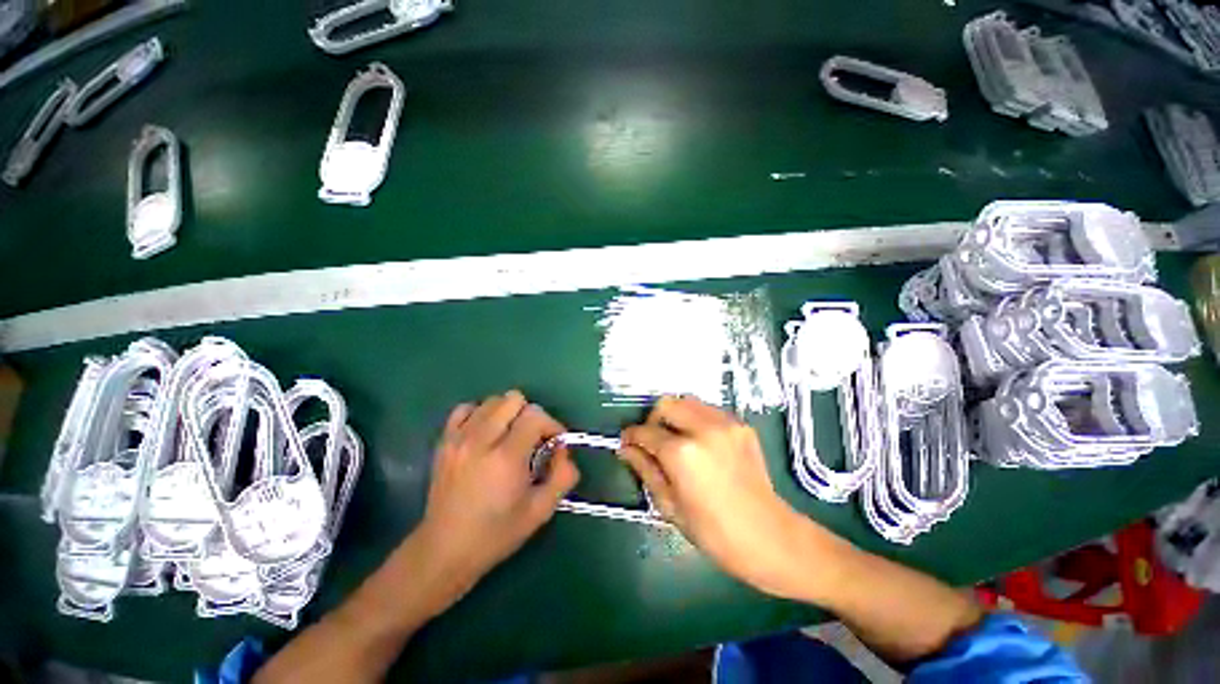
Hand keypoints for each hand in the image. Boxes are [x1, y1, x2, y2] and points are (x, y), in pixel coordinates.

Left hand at [416, 391, 578, 592]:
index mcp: (506, 457)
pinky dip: (481, 414)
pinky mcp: (444, 441)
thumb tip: (564, 450)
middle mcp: (481, 440)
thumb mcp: (541, 511)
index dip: (552, 425)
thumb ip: (563, 475)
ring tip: (510, 437)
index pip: (535, 416)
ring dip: (508, 414)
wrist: (444, 550)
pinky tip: (486, 434)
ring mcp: (459, 438)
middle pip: (514, 399)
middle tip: (533, 439)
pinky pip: (466, 409)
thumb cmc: (496, 534)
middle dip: (531, 416)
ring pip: (492, 400)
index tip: (554, 443)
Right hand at [619, 396, 809, 596]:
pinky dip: (696, 419)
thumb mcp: (670, 505)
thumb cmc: (714, 532)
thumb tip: (625, 449)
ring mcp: (725, 424)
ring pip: (687, 401)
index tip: (626, 442)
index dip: (631, 436)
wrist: (769, 537)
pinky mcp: (741, 425)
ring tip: (675, 438)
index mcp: (682, 453)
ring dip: (675, 416)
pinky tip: (699, 441)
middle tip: (652, 440)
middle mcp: (703, 428)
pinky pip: (708, 411)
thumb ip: (645, 469)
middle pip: (666, 404)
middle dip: (652, 419)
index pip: (646, 432)